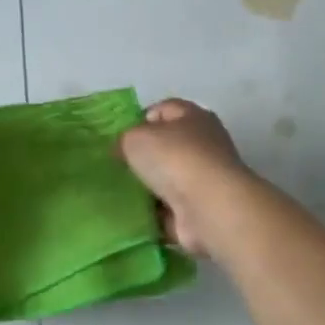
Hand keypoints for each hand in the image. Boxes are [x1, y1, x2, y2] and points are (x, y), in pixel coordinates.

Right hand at [118, 99, 250, 256]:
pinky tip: (133, 215)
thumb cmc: (174, 159)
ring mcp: (205, 181)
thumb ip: (125, 139)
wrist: (209, 209)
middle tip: (116, 166)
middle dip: (143, 157)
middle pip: (167, 147)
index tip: (118, 138)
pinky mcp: (202, 211)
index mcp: (193, 117)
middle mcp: (205, 145)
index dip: (139, 120)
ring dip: (148, 188)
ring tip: (119, 192)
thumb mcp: (135, 137)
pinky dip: (154, 214)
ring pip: (168, 180)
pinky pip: (170, 210)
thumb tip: (123, 150)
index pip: (163, 110)